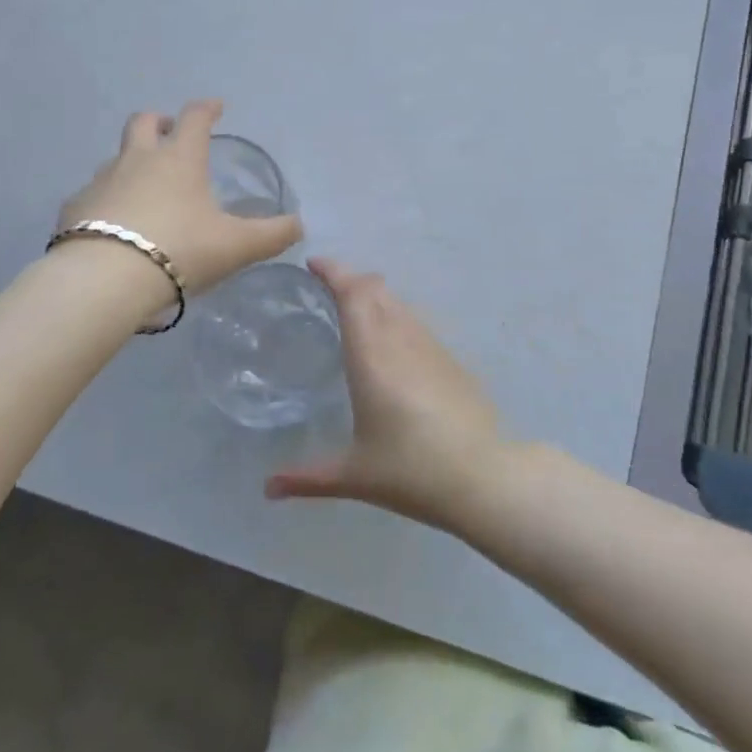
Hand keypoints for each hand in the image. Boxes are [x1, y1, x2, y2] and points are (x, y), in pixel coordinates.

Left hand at [59, 100, 301, 298]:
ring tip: (144, 191)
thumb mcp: (237, 246)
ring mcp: (101, 181)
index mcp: (179, 159)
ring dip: (131, 164)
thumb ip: (272, 235)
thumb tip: (299, 225)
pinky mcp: (74, 208)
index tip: (216, 107)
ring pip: (116, 159)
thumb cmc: (179, 250)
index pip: (195, 118)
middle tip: (168, 132)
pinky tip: (112, 227)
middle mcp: (138, 160)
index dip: (207, 109)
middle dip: (158, 121)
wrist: (104, 279)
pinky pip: (92, 195)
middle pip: (143, 122)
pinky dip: (105, 202)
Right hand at [265, 259, 504, 529]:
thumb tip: (268, 487)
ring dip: (374, 296)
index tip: (313, 264)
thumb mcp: (354, 475)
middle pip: (375, 288)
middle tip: (326, 288)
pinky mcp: (451, 359)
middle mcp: (400, 340)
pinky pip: (415, 322)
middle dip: (350, 279)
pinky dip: (395, 316)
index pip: (353, 293)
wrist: (482, 476)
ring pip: (398, 302)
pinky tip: (390, 343)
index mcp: (372, 356)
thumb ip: (307, 478)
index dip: (334, 271)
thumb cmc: (411, 471)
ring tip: (354, 310)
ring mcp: (430, 346)